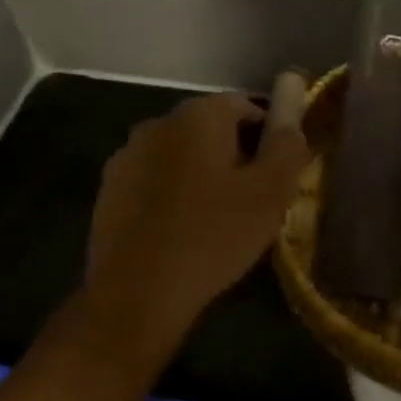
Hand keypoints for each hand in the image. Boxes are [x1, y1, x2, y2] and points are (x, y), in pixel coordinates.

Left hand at [86, 93, 309, 351]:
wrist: (136, 295)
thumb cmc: (212, 237)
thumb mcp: (270, 193)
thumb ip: (287, 147)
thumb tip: (291, 122)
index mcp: (198, 115)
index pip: (245, 105)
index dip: (268, 134)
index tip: (279, 171)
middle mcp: (158, 123)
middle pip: (211, 128)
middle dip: (236, 155)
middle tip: (255, 198)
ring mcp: (128, 156)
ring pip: (181, 156)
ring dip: (202, 175)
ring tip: (220, 220)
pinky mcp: (109, 191)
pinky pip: (154, 182)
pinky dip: (173, 196)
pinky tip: (183, 232)